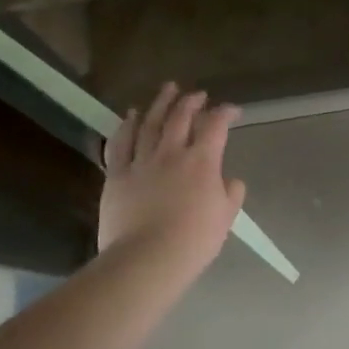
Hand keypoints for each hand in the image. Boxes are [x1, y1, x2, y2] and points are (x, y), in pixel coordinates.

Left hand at [99, 83, 246, 277]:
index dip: (225, 113)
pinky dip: (127, 125)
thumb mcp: (225, 217)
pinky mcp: (116, 174)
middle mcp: (171, 153)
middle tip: (197, 94)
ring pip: (150, 123)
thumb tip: (230, 180)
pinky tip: (131, 115)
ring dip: (160, 103)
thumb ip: (230, 193)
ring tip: (167, 90)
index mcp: (202, 161)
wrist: (147, 258)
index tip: (232, 111)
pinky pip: (120, 143)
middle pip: (180, 116)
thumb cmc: (193, 240)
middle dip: (191, 101)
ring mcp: (141, 161)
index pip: (216, 125)